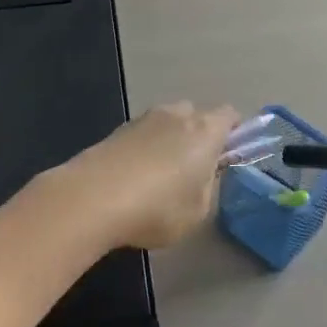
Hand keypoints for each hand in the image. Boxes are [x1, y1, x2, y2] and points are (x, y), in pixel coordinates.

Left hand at [57, 102, 240, 250]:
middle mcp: (176, 115)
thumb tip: (204, 174)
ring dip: (169, 140)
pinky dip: (145, 149)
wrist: (92, 198)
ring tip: (160, 176)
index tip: (229, 155)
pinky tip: (135, 177)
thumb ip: (208, 187)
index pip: (229, 115)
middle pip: (195, 114)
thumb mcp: (197, 211)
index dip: (234, 132)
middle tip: (195, 168)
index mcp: (205, 130)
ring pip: (167, 122)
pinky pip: (142, 134)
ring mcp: (143, 119)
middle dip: (198, 135)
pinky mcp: (116, 130)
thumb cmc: (158, 208)